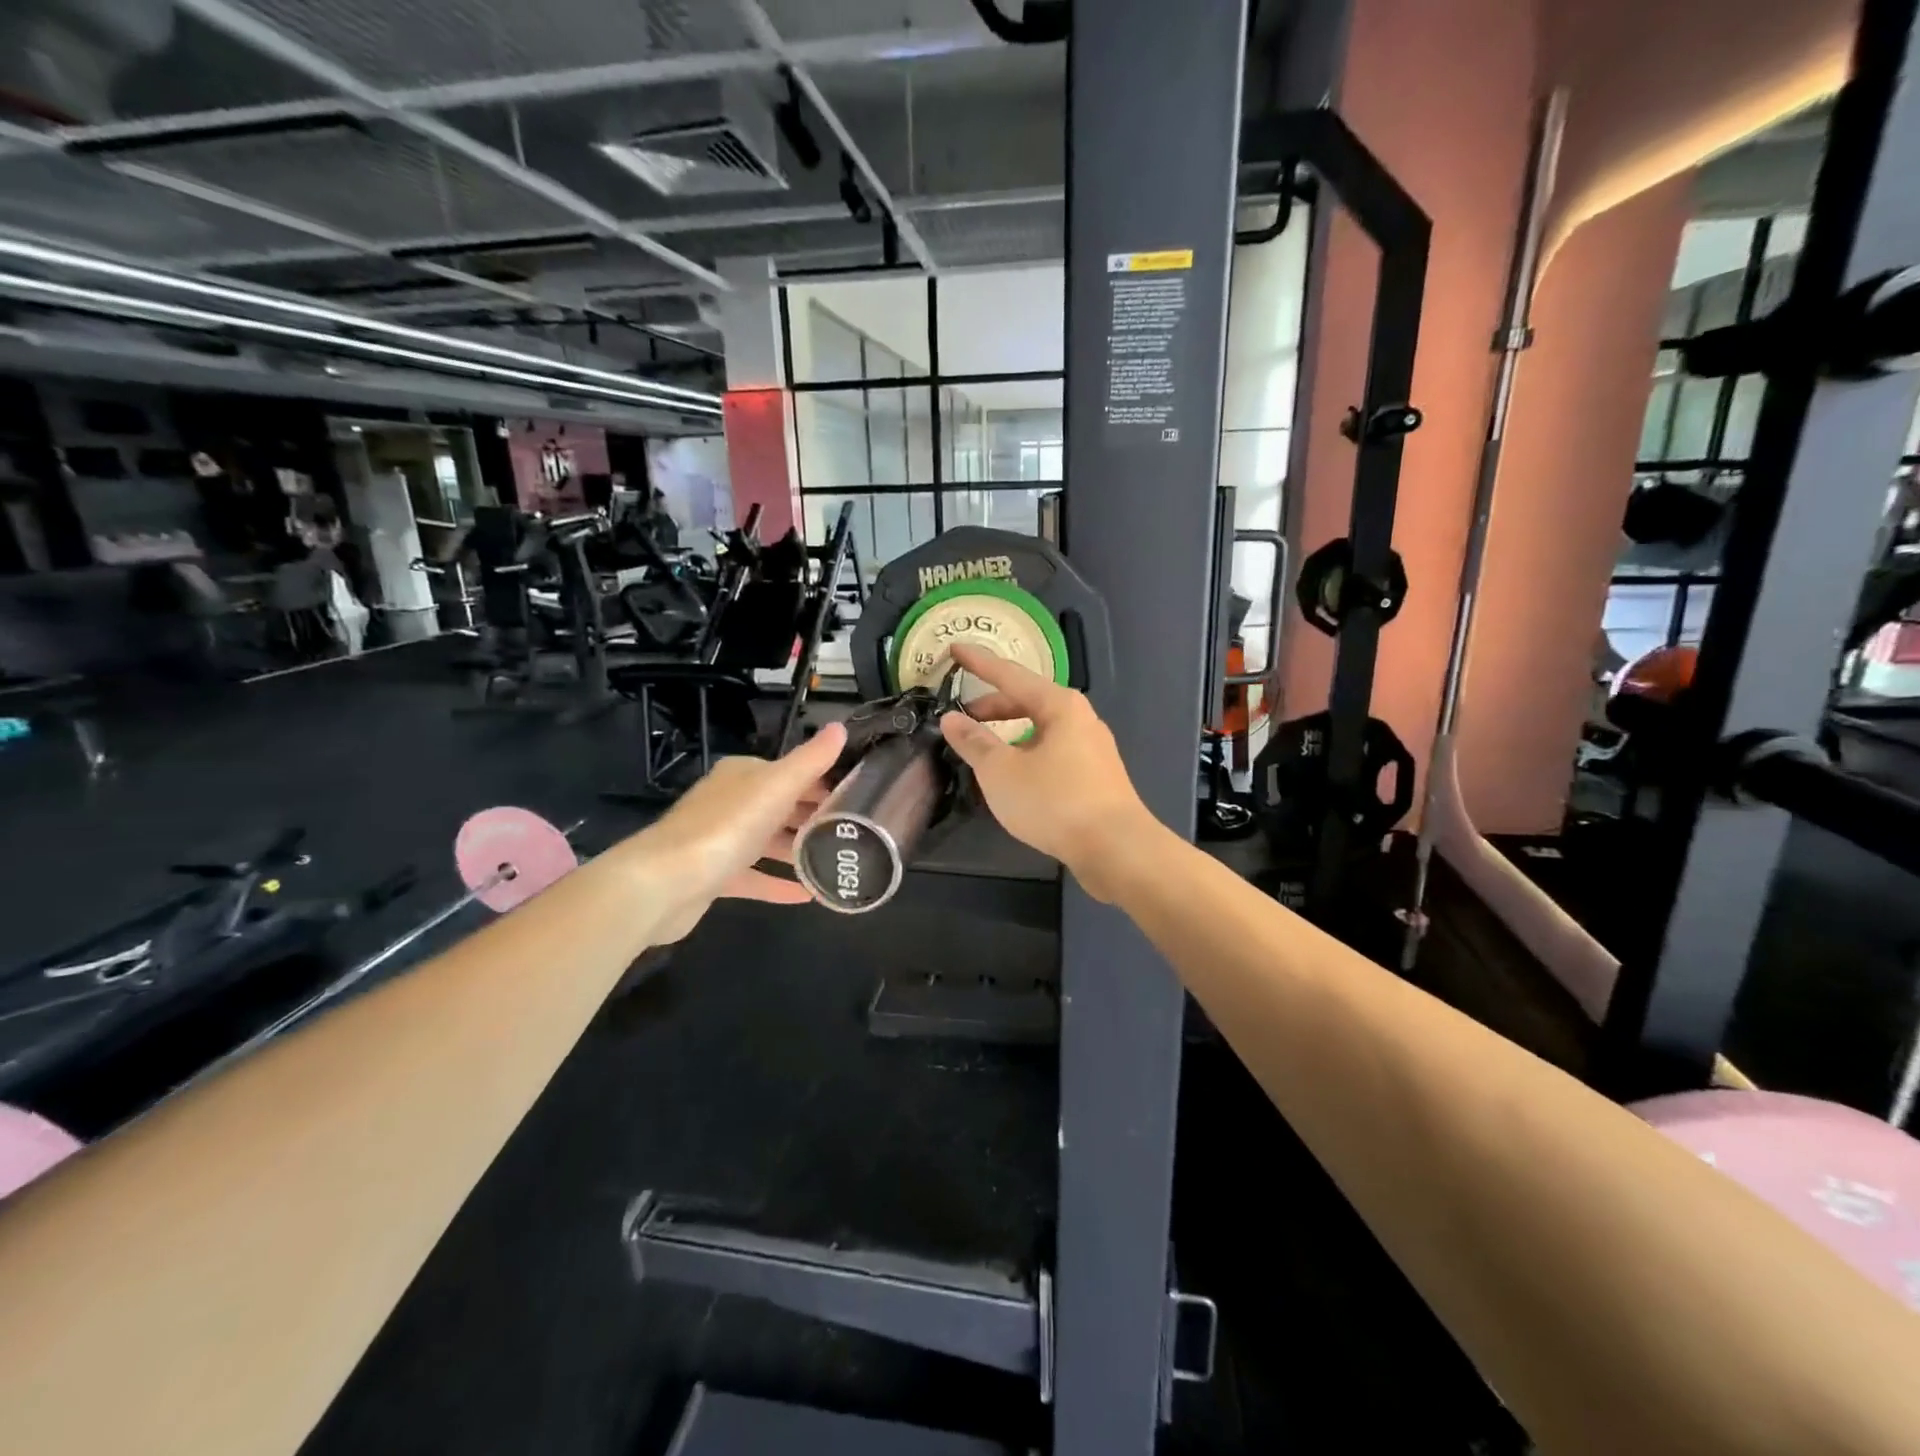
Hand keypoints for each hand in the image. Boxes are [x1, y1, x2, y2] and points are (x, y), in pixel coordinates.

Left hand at [628, 722, 846, 942]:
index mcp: (743, 775)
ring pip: (768, 841)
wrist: (665, 882)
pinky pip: (755, 876)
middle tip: (857, 831)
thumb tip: (841, 726)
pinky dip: (779, 882)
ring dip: (799, 849)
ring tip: (837, 860)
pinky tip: (808, 895)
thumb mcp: (777, 785)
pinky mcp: (715, 876)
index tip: (861, 796)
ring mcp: (720, 840)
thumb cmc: (726, 826)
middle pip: (782, 806)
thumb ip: (811, 760)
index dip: (825, 781)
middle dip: (815, 816)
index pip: (792, 772)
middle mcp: (731, 802)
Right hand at [938, 644, 1155, 900]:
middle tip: (962, 718)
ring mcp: (1092, 748)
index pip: (1010, 675)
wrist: (1116, 848)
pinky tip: (1015, 777)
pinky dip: (1027, 754)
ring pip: (1041, 729)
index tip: (954, 649)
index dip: (978, 663)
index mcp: (1059, 705)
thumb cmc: (1055, 802)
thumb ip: (974, 742)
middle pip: (1028, 701)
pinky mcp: (1096, 776)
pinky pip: (1053, 752)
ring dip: (1010, 734)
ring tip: (984, 752)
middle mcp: (1080, 718)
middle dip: (992, 707)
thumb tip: (952, 719)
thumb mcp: (1002, 772)